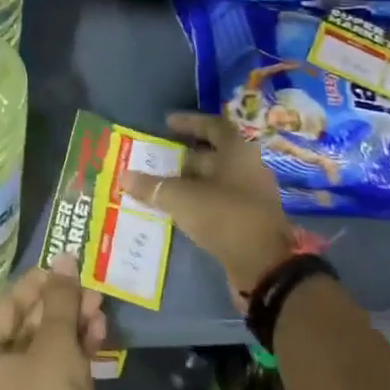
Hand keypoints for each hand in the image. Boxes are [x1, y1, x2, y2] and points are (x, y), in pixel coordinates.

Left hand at [0, 258, 113, 389]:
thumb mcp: (56, 342)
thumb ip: (60, 298)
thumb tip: (64, 258)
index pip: (8, 306)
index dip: (38, 284)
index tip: (65, 267)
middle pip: (29, 325)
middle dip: (61, 305)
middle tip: (90, 288)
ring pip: (47, 348)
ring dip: (73, 325)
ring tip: (100, 307)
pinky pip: (58, 370)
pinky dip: (77, 351)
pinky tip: (100, 333)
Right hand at [143, 110, 300, 307]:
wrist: (265, 267)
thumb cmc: (224, 216)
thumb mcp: (182, 198)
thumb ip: (153, 186)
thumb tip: (124, 176)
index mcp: (238, 152)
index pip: (213, 126)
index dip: (190, 122)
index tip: (167, 123)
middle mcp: (248, 169)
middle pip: (214, 154)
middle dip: (184, 155)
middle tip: (157, 157)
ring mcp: (251, 197)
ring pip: (215, 181)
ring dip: (189, 181)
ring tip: (160, 184)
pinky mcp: (247, 221)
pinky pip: (218, 203)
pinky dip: (197, 202)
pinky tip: (177, 209)